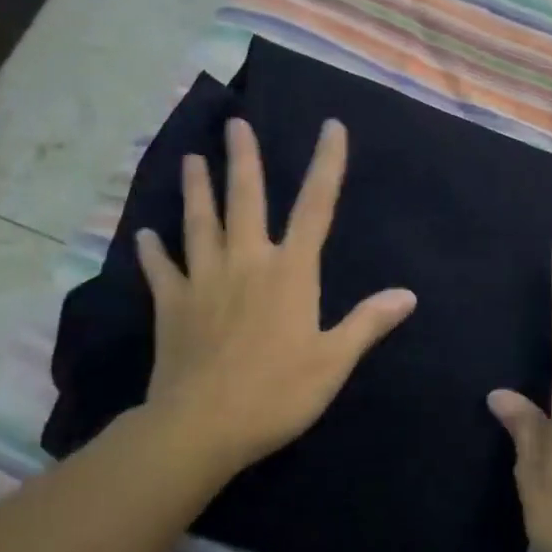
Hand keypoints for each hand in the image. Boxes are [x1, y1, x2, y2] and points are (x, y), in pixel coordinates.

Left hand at [134, 118, 416, 486]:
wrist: (201, 427)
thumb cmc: (278, 392)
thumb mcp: (334, 361)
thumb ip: (368, 322)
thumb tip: (407, 294)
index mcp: (291, 271)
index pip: (316, 206)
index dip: (327, 164)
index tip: (331, 127)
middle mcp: (247, 262)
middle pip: (246, 200)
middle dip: (243, 159)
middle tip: (235, 124)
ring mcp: (204, 281)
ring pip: (199, 224)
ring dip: (196, 190)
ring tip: (190, 159)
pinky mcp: (172, 306)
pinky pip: (161, 270)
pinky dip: (152, 252)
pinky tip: (144, 235)